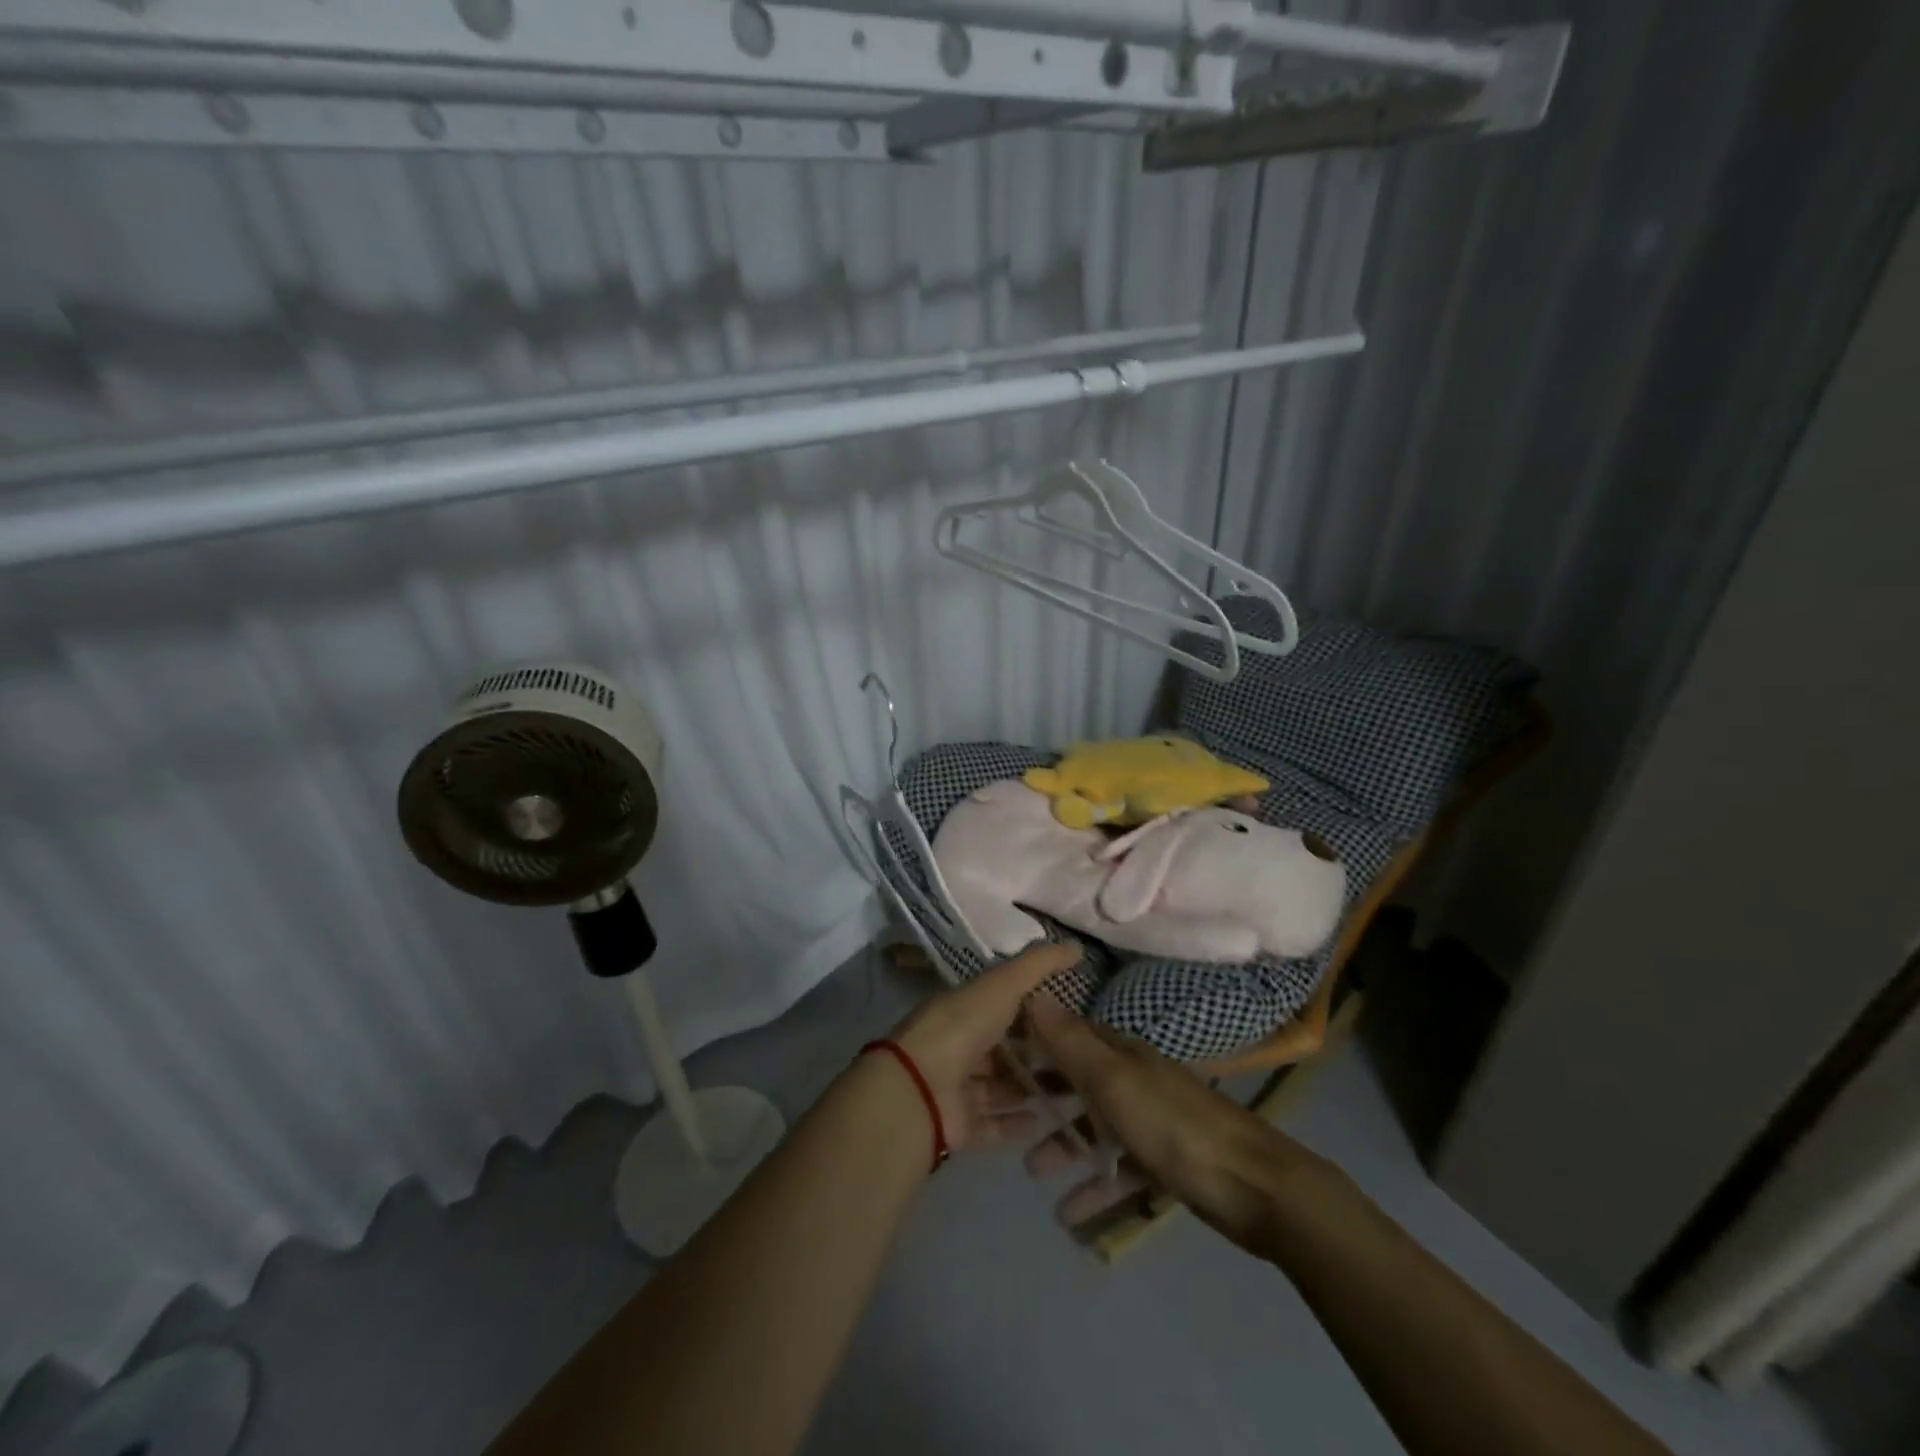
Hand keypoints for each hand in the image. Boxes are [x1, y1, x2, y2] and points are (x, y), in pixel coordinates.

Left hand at [886, 942, 1082, 1151]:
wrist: (919, 1086)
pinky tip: (1046, 1124)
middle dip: (1038, 1055)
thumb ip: (1038, 965)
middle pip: (1004, 1050)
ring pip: (1001, 1088)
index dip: (1035, 1010)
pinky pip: (993, 1124)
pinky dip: (1016, 1124)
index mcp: (966, 1008)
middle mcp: (960, 1045)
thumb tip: (1076, 948)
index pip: (1004, 1006)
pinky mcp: (959, 1124)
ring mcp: (958, 1087)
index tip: (1072, 1018)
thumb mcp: (1002, 985)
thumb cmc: (962, 1027)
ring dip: (1031, 1090)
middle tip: (1080, 1063)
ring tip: (1073, 1095)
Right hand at [1024, 993, 1305, 1245]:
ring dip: (1066, 1146)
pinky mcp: (1168, 1164)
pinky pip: (1122, 1171)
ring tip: (1033, 1172)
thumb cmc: (1174, 1126)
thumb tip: (1034, 992)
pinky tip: (1070, 1217)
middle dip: (1046, 1097)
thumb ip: (1072, 1043)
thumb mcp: (1114, 1080)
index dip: (1037, 1041)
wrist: (1256, 1187)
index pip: (1071, 1036)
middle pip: (1081, 1082)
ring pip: (1098, 1128)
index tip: (999, 1053)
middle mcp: (1136, 1080)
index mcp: (1124, 1054)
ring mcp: (1153, 1122)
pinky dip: (1097, 1188)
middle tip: (1008, 1115)